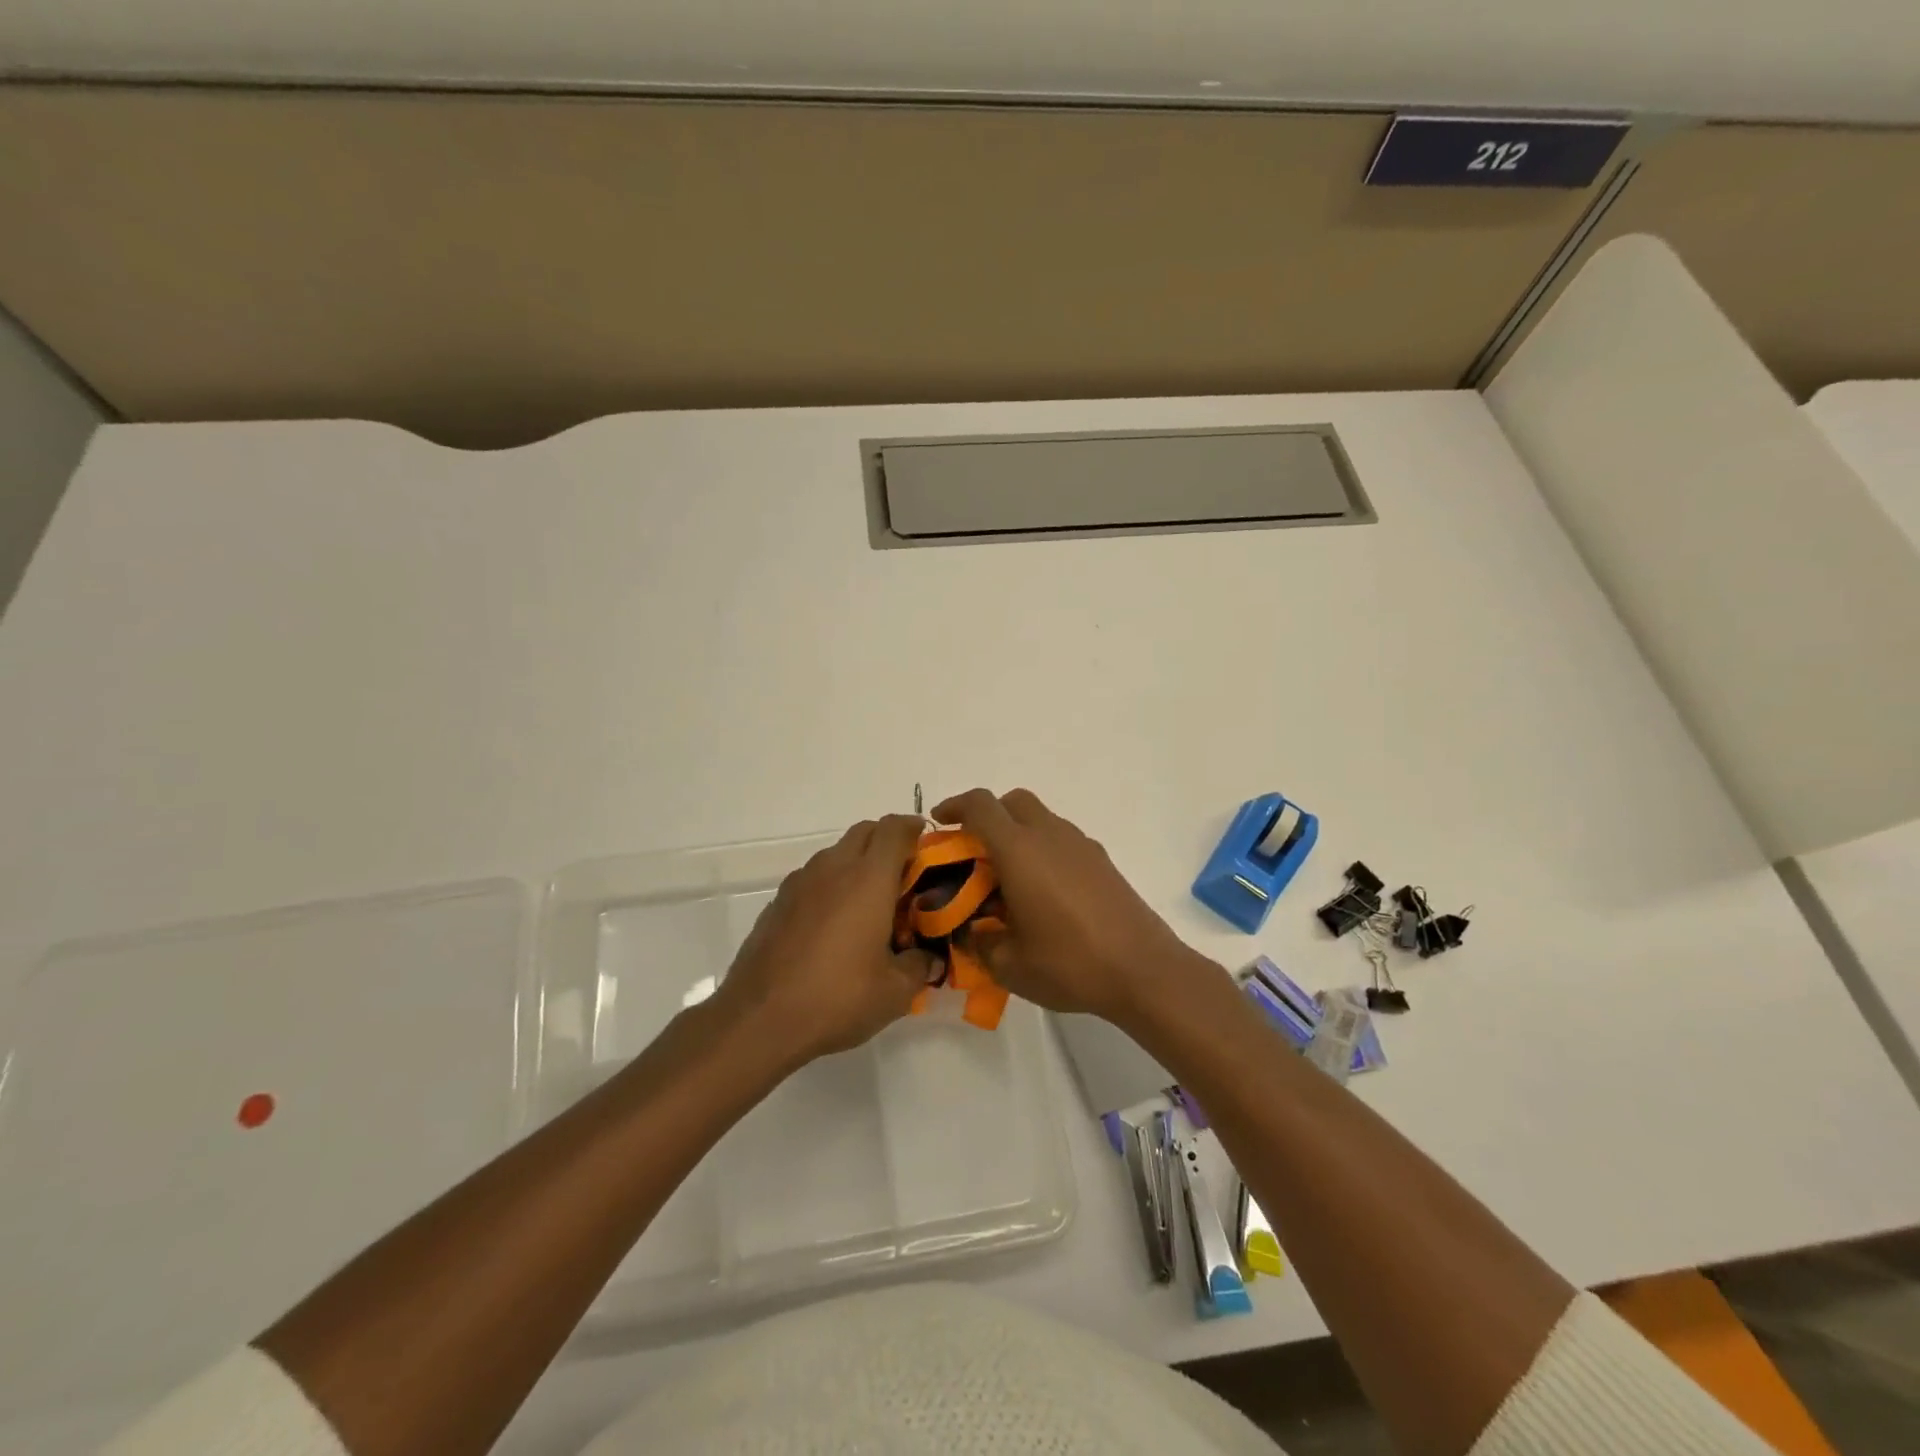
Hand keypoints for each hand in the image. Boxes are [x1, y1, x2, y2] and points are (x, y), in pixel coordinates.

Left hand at [715, 815, 935, 1064]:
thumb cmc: (837, 998)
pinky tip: (834, 926)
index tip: (929, 845)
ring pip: (836, 853)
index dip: (914, 828)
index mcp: (869, 878)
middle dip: (888, 842)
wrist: (759, 1020)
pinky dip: (831, 886)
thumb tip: (930, 958)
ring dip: (857, 863)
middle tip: (905, 876)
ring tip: (870, 903)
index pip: (895, 829)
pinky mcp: (777, 903)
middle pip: (864, 832)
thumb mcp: (895, 992)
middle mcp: (833, 868)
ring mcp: (799, 883)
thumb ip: (920, 965)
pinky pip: (813, 879)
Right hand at [932, 788, 1206, 1025]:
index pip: (980, 806)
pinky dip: (1043, 850)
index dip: (954, 807)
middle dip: (987, 815)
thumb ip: (979, 942)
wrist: (1143, 970)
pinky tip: (1044, 893)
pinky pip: (1062, 840)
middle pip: (1012, 801)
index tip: (939, 822)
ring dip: (1017, 833)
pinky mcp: (1102, 861)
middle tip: (973, 850)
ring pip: (1040, 819)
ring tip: (1008, 878)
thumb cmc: (1069, 964)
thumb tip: (973, 931)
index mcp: (1019, 850)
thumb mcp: (1008, 964)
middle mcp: (1050, 835)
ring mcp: (1081, 845)